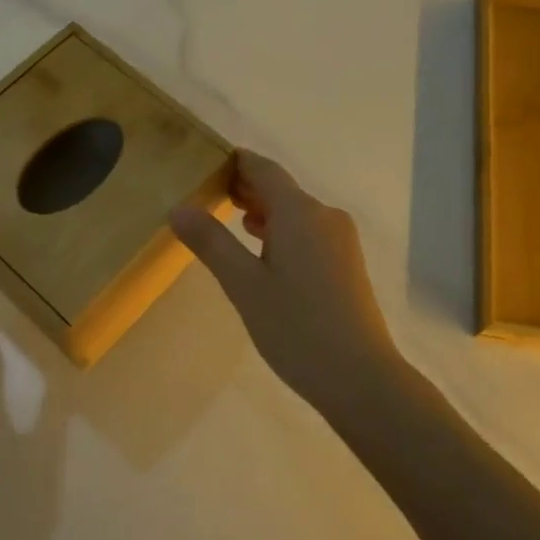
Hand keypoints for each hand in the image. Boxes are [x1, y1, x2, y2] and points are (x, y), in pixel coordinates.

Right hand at [170, 151, 400, 411]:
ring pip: (297, 212)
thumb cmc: (297, 327)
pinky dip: (283, 230)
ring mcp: (341, 240)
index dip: (237, 162)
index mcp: (300, 212)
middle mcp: (325, 216)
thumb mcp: (244, 285)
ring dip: (265, 210)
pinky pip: (309, 232)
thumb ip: (211, 243)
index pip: (264, 169)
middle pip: (281, 189)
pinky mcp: (346, 263)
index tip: (208, 161)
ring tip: (232, 219)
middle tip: (210, 191)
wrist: (360, 377)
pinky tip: (265, 251)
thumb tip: (179, 208)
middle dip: (247, 187)